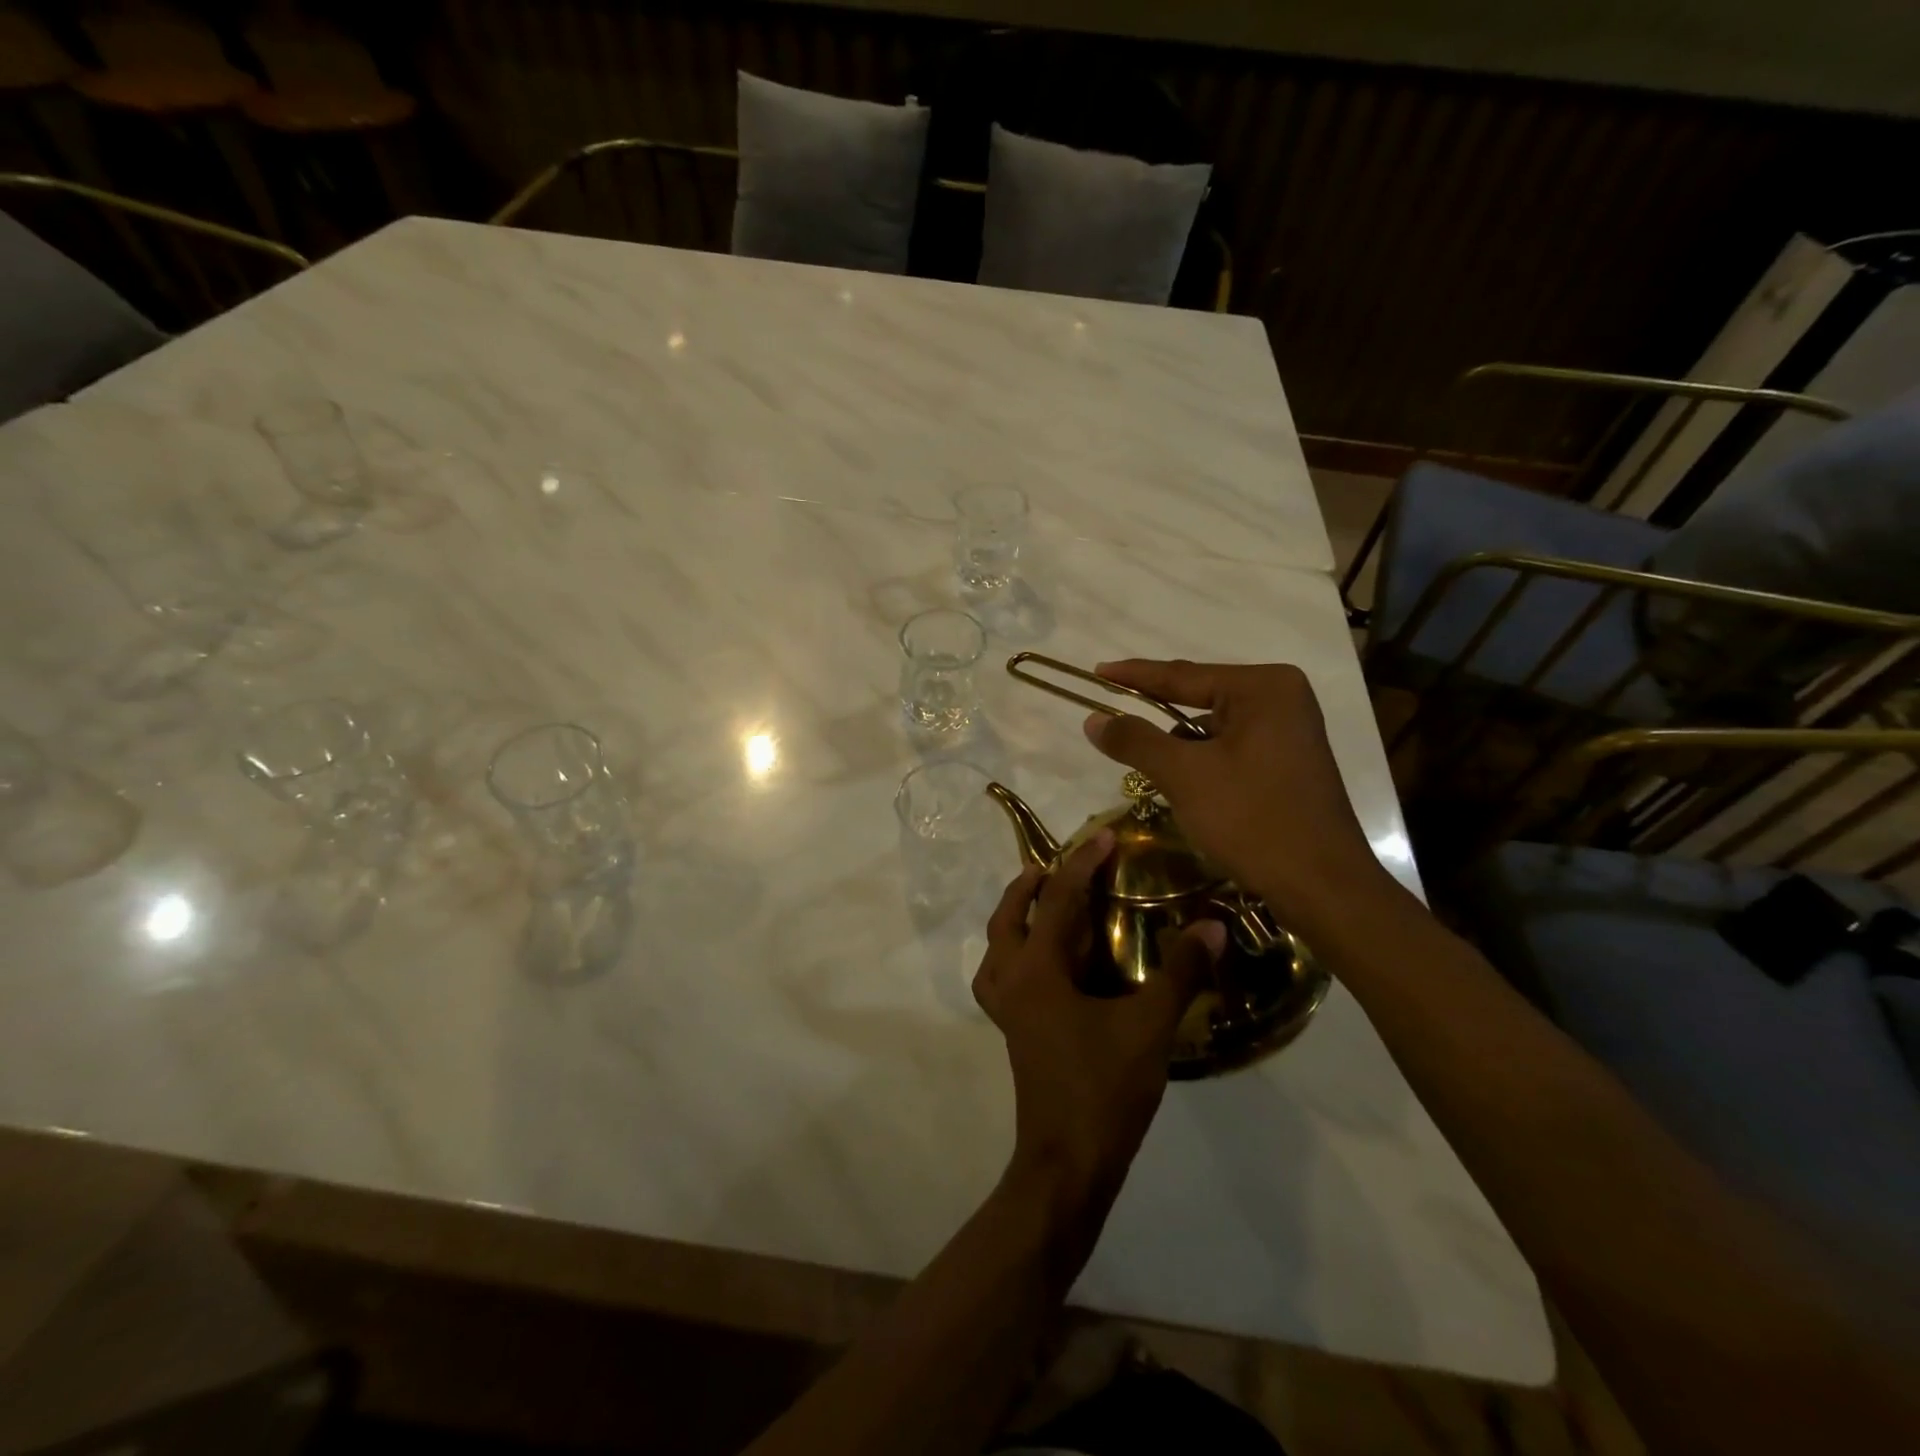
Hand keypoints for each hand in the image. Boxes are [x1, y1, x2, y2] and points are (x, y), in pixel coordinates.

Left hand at [973, 832, 1223, 1197]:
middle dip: (1029, 885)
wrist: (1067, 1162)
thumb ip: (1180, 973)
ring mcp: (1006, 1009)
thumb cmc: (1104, 1089)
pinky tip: (1043, 964)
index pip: (1056, 900)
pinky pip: (1000, 976)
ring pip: (996, 947)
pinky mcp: (1013, 1031)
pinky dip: (1013, 955)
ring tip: (1037, 902)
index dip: (1081, 864)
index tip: (1104, 836)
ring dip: (1013, 917)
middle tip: (1056, 865)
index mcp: (1036, 971)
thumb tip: (1212, 926)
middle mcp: (1011, 981)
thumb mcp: (1149, 1027)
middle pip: (1008, 918)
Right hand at [1082, 659, 1391, 930]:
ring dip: (1178, 744)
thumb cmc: (1252, 819)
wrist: (1322, 886)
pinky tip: (1182, 780)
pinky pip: (1231, 747)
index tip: (1097, 672)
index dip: (1134, 675)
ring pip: (1213, 727)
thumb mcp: (1184, 775)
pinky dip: (1202, 760)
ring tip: (1141, 758)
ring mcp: (1290, 731)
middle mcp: (1282, 698)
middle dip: (1155, 713)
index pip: (1183, 675)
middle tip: (1110, 714)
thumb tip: (1093, 719)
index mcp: (1263, 687)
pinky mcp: (1289, 761)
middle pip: (1200, 698)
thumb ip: (1136, 740)